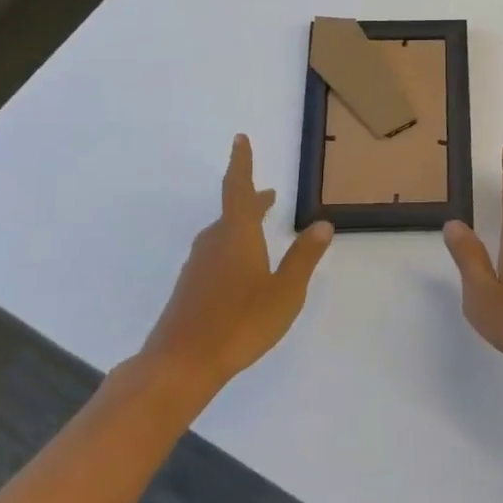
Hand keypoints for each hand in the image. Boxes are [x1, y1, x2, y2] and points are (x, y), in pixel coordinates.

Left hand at [142, 135, 333, 395]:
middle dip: (251, 200)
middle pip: (232, 211)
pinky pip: (214, 254)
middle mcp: (214, 242)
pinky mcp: (190, 288)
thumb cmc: (239, 323)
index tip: (239, 138)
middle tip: (269, 195)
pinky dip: (232, 247)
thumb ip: (304, 257)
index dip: (241, 162)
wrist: (180, 364)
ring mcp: (198, 266)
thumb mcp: (285, 291)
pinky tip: (241, 270)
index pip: (239, 188)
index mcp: (237, 234)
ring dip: (242, 224)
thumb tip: (323, 223)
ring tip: (260, 229)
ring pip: (223, 233)